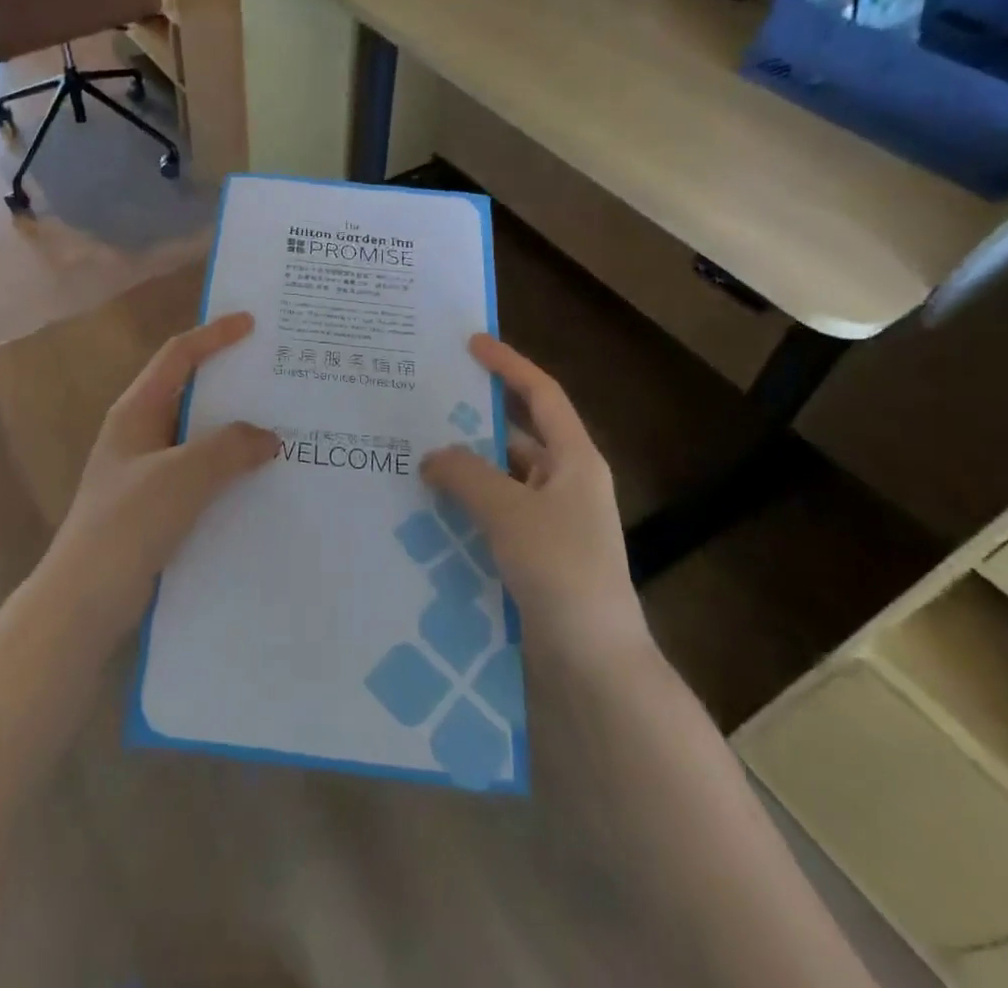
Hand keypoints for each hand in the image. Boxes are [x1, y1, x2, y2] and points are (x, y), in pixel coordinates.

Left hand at [35, 312, 276, 640]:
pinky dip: (229, 468)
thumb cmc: (127, 524)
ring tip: (282, 426)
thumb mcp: (182, 476)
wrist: (83, 599)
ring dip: (235, 430)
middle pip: (191, 392)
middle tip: (278, 376)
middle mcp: (141, 433)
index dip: (214, 335)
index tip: (252, 323)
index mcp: (136, 411)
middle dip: (232, 382)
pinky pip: (201, 473)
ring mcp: (147, 471)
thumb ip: (229, 448)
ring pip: (199, 436)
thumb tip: (268, 436)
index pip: (178, 356)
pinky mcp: (157, 505)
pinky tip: (261, 481)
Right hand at [421, 335, 647, 662]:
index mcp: (574, 460)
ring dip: (463, 468)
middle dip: (473, 420)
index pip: (541, 395)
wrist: (595, 665)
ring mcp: (551, 521)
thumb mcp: (509, 512)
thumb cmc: (562, 571)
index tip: (471, 343)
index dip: (508, 365)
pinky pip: (493, 514)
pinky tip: (426, 509)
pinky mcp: (534, 554)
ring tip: (413, 455)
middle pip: (516, 435)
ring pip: (500, 478)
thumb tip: (432, 455)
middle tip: (424, 404)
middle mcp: (565, 483)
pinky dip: (465, 506)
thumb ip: (466, 474)